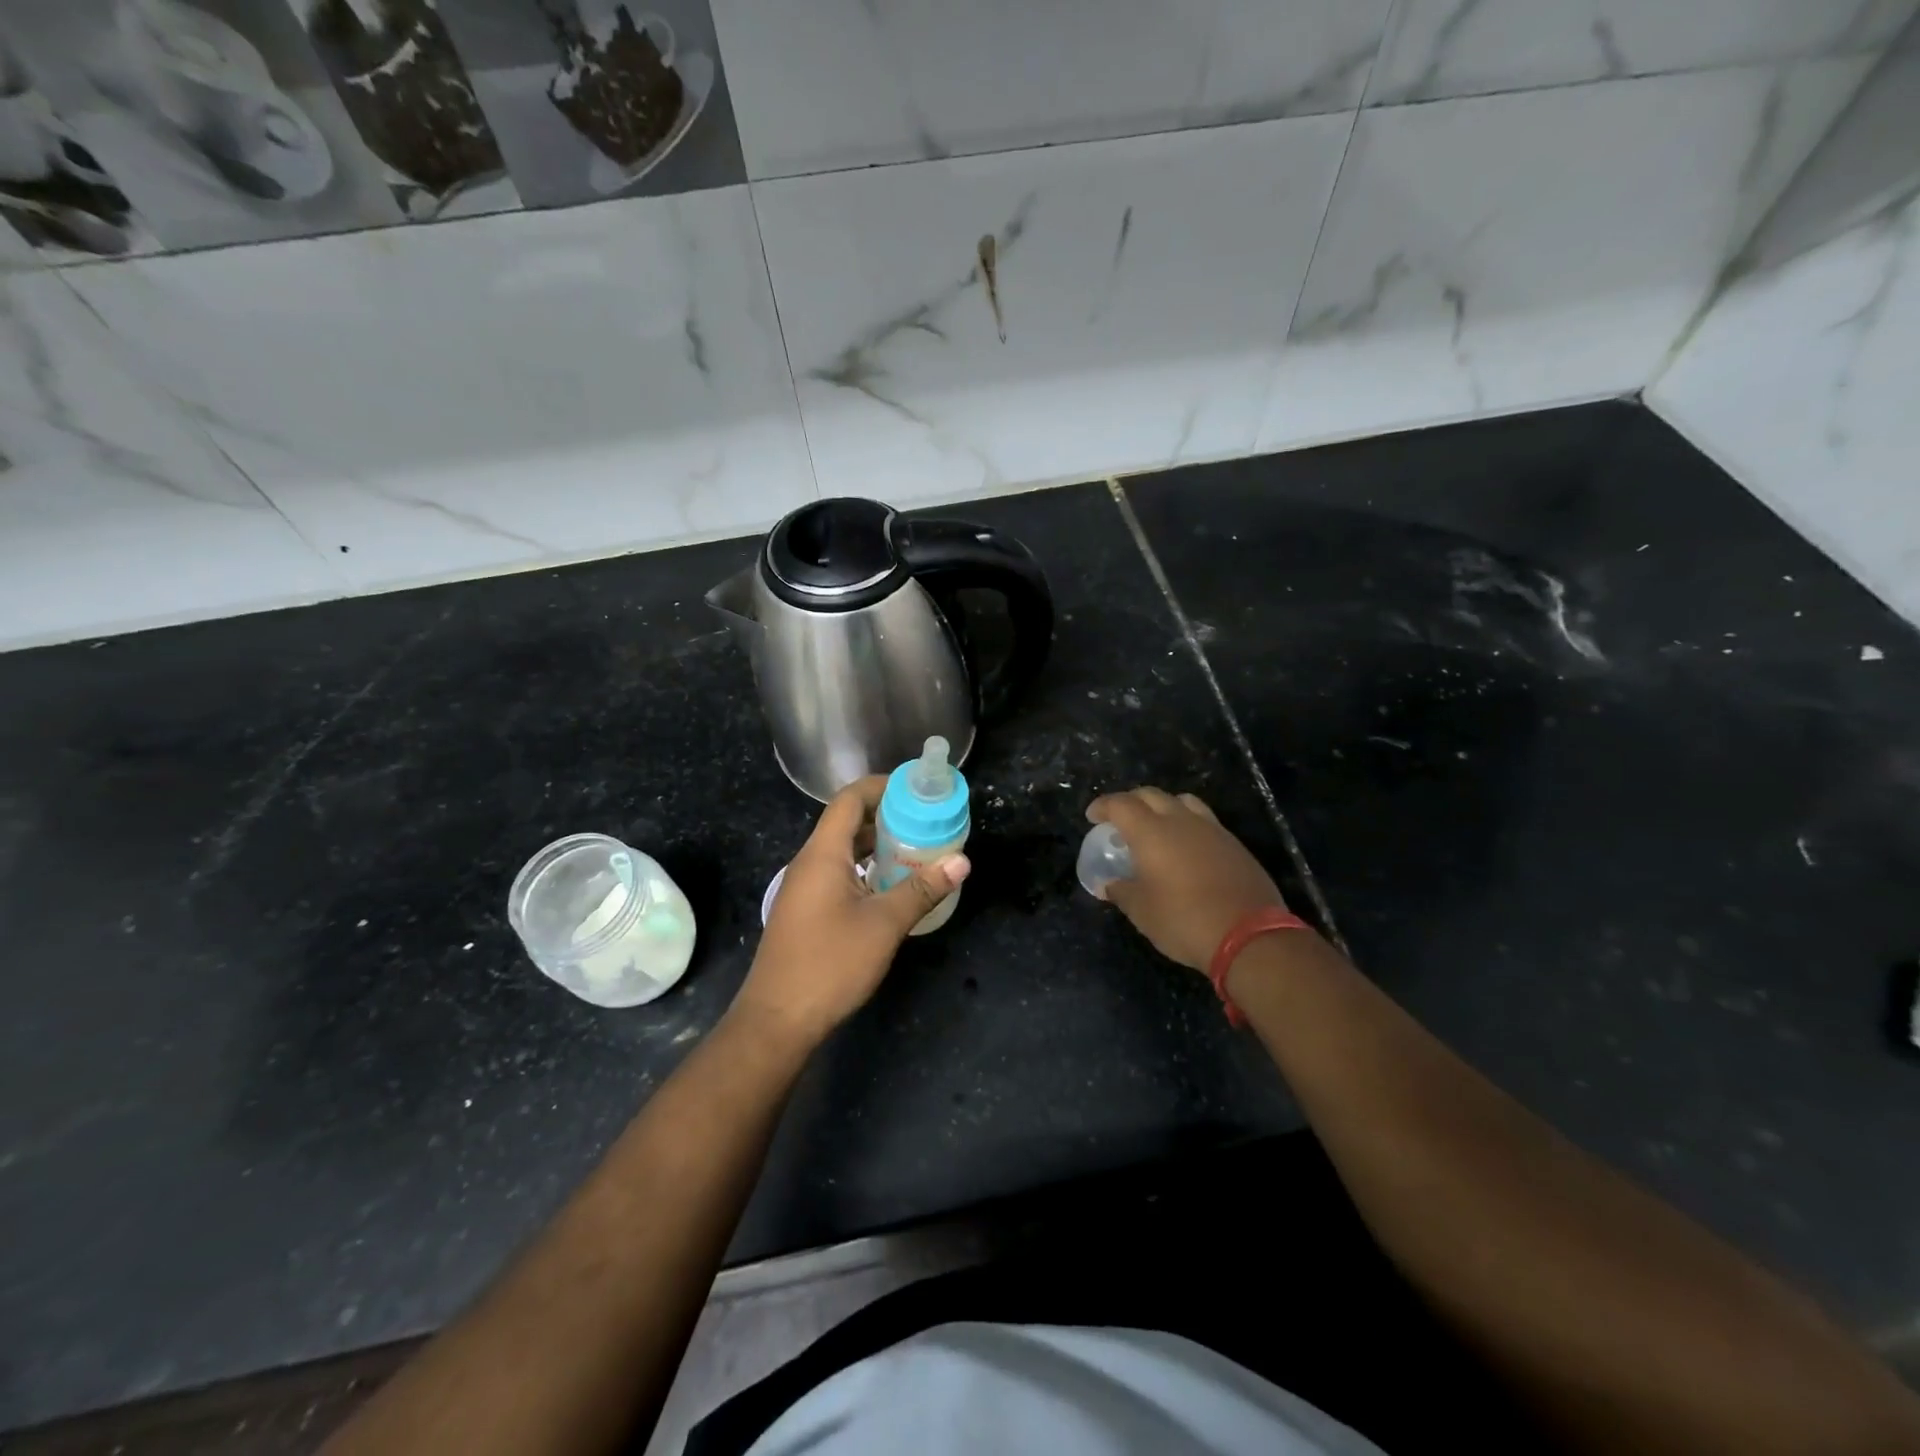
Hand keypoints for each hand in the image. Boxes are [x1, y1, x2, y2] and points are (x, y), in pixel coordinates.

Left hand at [732, 776, 970, 1049]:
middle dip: (887, 815)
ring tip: (917, 849)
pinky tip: (892, 886)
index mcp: (823, 854)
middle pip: (847, 822)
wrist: (777, 1020)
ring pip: (844, 850)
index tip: (917, 789)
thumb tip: (961, 861)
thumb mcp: (883, 925)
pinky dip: (867, 869)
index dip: (882, 786)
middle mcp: (810, 862)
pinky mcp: (807, 911)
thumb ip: (922, 889)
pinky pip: (839, 873)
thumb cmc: (830, 964)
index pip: (849, 799)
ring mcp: (805, 888)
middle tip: (927, 820)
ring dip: (878, 844)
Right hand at [1086, 788, 1286, 972]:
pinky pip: (1205, 821)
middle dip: (1131, 802)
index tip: (1093, 816)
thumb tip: (1109, 884)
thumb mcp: (1142, 912)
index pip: (1121, 804)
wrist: (1249, 935)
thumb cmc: (1184, 920)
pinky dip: (1187, 825)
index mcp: (1151, 832)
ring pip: (1182, 802)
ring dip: (1163, 807)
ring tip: (1156, 827)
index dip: (1103, 806)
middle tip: (1120, 819)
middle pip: (1151, 795)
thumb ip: (1122, 892)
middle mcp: (1181, 821)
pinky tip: (1186, 849)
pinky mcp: (1234, 844)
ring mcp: (1212, 830)